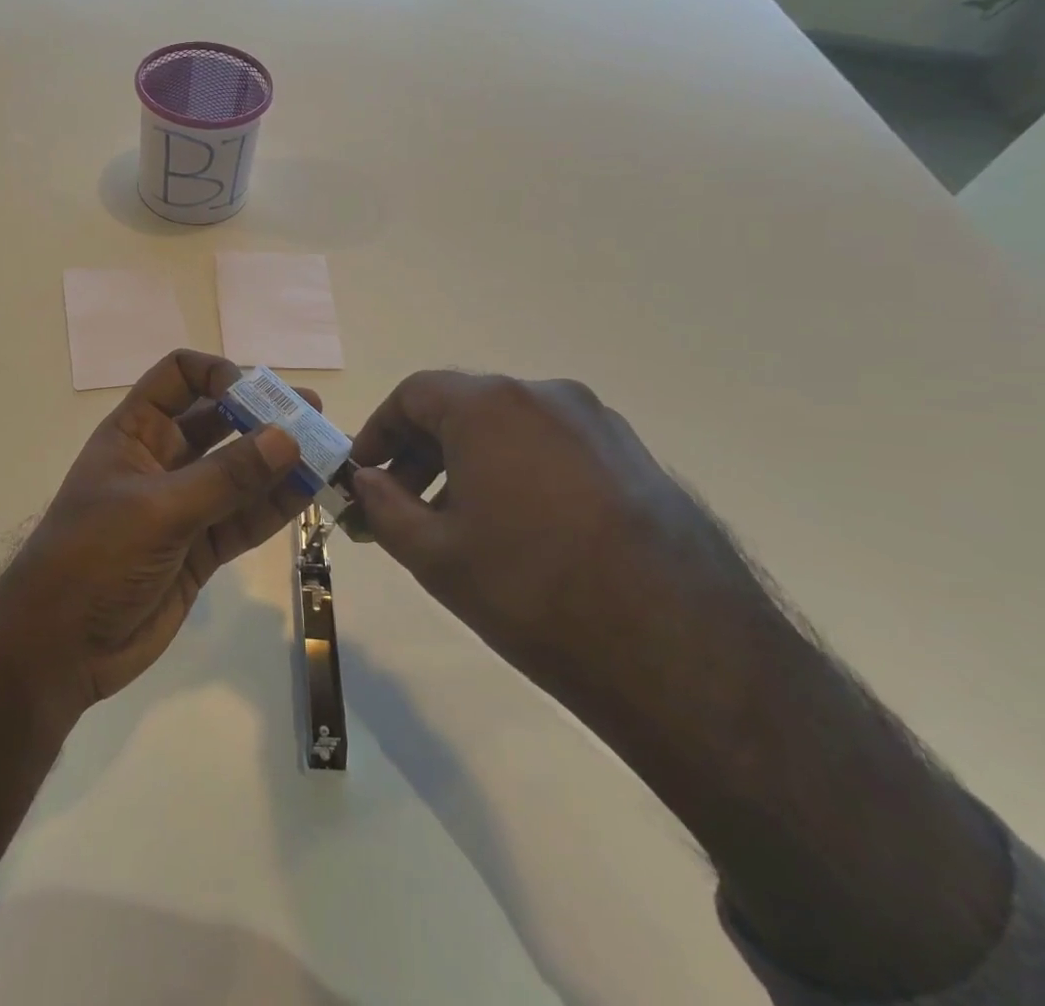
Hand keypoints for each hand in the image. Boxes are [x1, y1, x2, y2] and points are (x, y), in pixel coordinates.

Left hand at [0, 350, 309, 906]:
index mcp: (136, 432)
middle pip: (219, 421)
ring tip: (327, 451)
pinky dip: (275, 505)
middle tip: (312, 414)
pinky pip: (244, 517)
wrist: (59, 648)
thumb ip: (226, 477)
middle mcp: (163, 459)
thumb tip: (288, 438)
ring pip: (240, 471)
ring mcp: (184, 504)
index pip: (179, 377)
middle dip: (263, 416)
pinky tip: (310, 492)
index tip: (255, 397)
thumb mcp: (158, 510)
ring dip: (280, 461)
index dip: (218, 375)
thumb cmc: (93, 557)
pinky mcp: (201, 547)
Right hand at [344, 370, 747, 700]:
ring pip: (510, 428)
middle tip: (401, 505)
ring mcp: (597, 423)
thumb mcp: (434, 555)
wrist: (681, 650)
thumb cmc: (532, 591)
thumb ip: (383, 506)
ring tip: (458, 524)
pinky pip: (554, 447)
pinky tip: (520, 529)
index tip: (363, 474)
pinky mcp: (634, 456)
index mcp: (490, 405)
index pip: (412, 394)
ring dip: (469, 463)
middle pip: (462, 407)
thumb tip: (366, 481)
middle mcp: (545, 395)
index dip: (378, 431)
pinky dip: (518, 471)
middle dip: (420, 452)